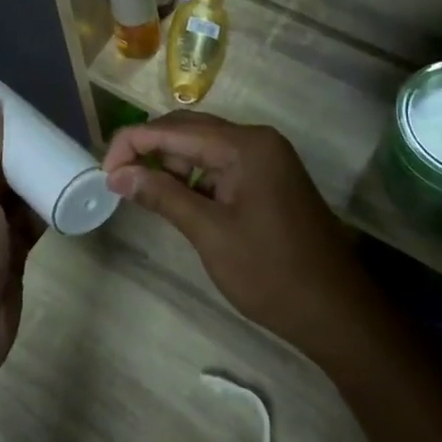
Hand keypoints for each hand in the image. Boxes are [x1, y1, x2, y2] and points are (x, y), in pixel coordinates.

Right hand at [104, 113, 364, 358]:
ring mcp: (266, 158)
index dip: (133, 143)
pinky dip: (193, 176)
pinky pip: (221, 164)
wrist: (338, 312)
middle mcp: (256, 140)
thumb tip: (117, 175)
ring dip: (170, 162)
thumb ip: (162, 196)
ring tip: (138, 189)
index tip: (104, 173)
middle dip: (149, 149)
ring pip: (203, 146)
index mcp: (245, 145)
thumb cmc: (272, 273)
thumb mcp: (210, 234)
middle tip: (116, 179)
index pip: (174, 129)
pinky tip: (174, 195)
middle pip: (189, 129)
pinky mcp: (268, 178)